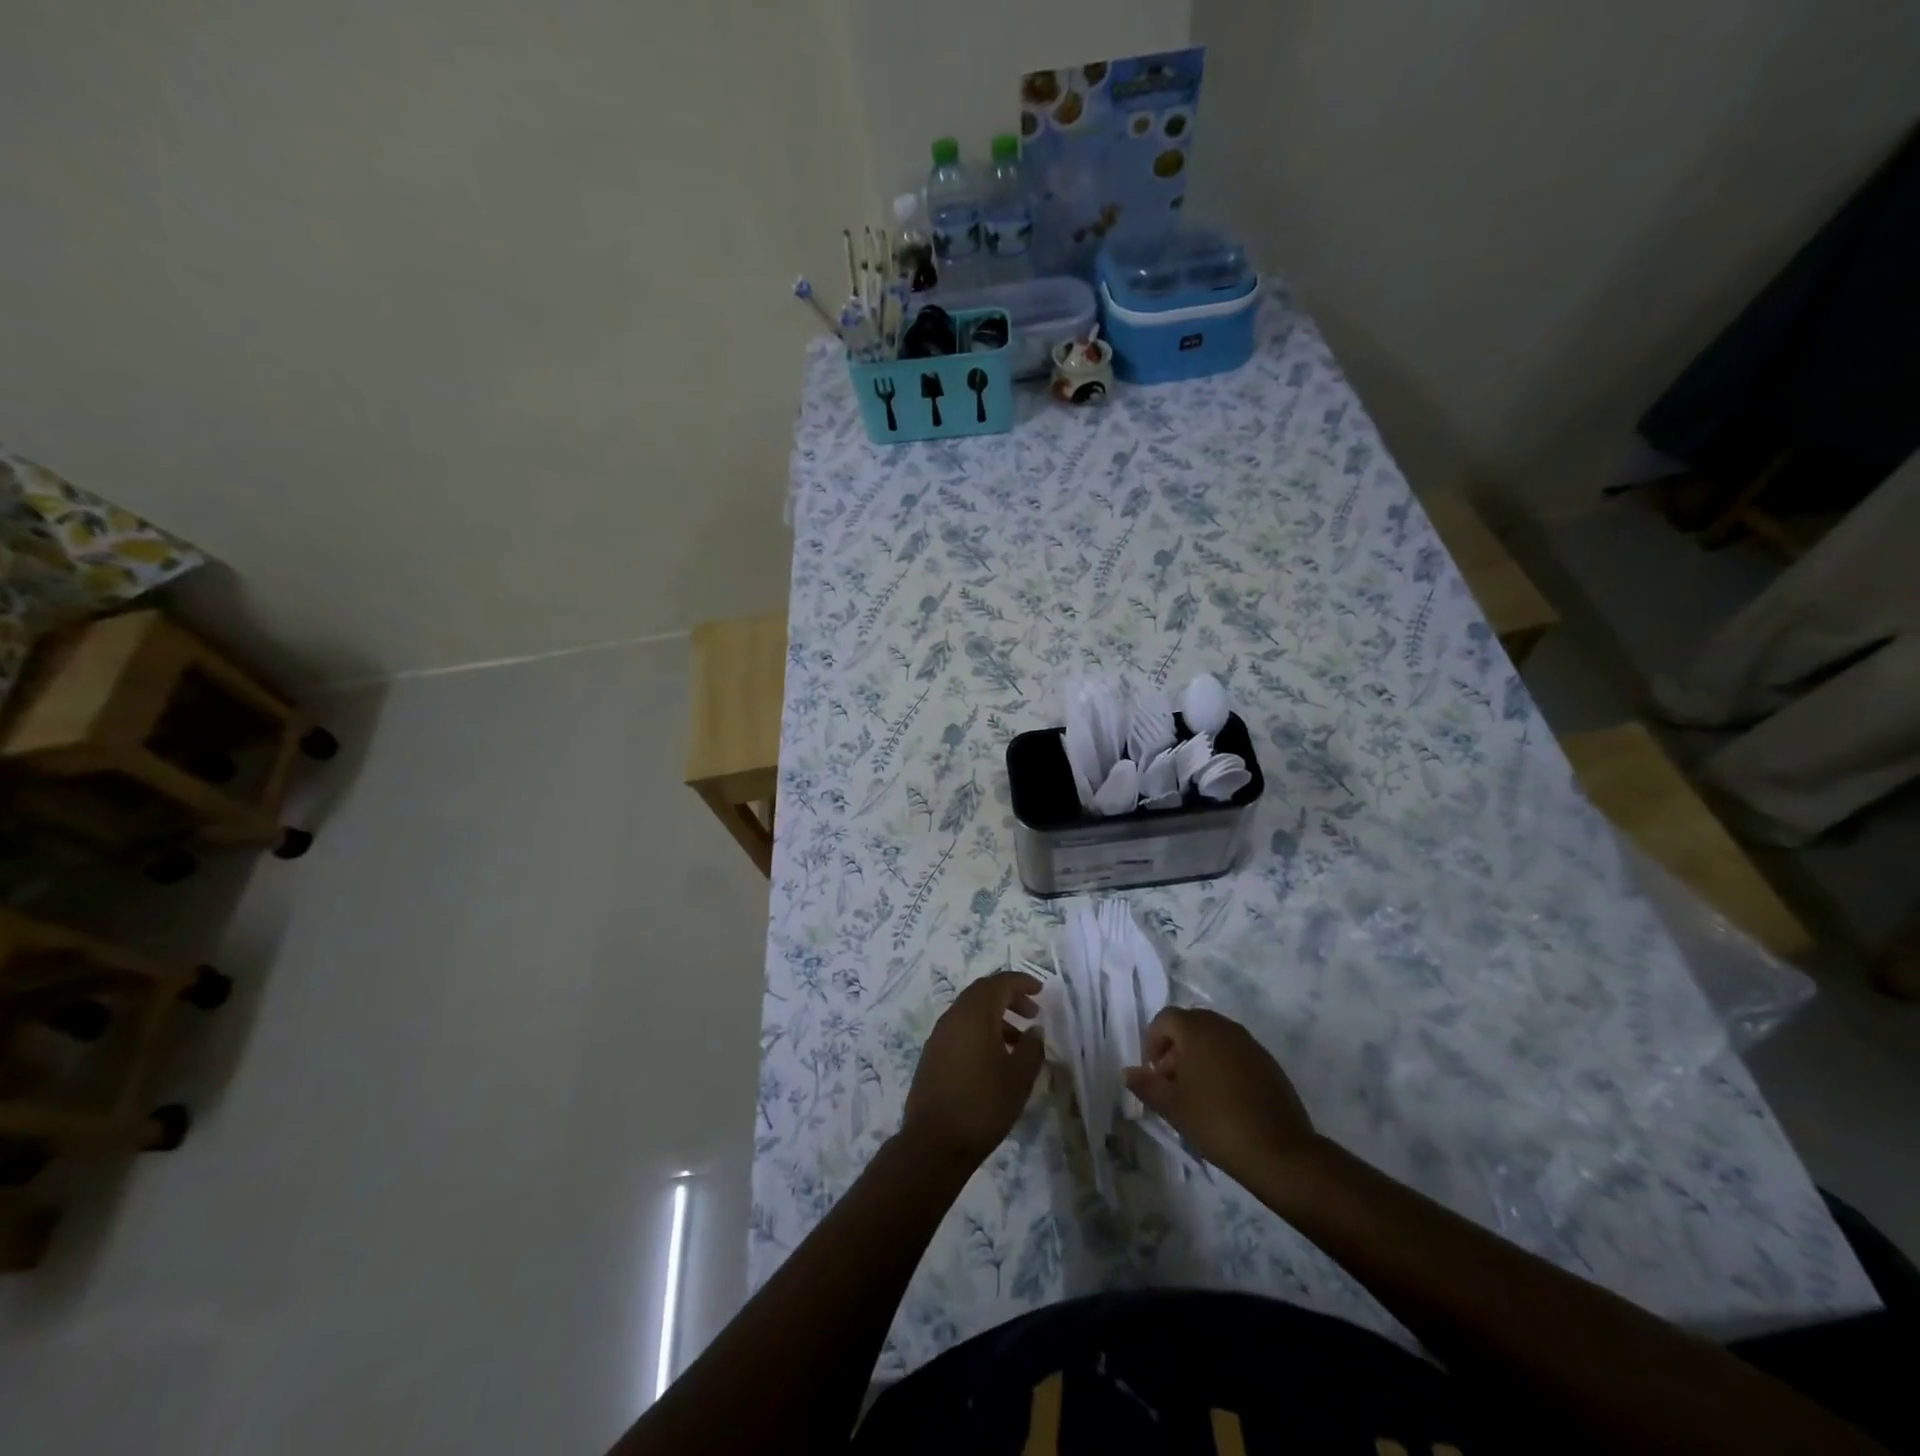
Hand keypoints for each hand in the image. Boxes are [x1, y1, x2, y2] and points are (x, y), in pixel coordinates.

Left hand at [901, 971, 1044, 1168]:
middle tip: (1032, 1012)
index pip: (999, 983)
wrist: (934, 1143)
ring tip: (1019, 1041)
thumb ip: (1031, 1048)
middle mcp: (953, 1017)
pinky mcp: (932, 1055)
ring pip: (971, 1012)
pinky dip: (981, 1031)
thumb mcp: (1018, 1078)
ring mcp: (939, 1036)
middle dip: (1009, 997)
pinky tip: (995, 1058)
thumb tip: (1034, 1030)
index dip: (1021, 982)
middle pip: (983, 993)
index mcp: (974, 1014)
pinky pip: (960, 1029)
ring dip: (996, 1016)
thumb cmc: (983, 1105)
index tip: (1041, 990)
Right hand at [1123, 1007, 1314, 1177]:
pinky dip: (1223, 1064)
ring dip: (1200, 1055)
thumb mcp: (1172, 1106)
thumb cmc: (1215, 1121)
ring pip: (1215, 1037)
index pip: (1165, 1018)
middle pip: (1190, 1024)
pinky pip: (1236, 1052)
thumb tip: (1128, 1071)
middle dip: (1176, 1046)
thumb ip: (1146, 1084)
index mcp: (1196, 1030)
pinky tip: (1225, 1098)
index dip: (1153, 1041)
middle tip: (1172, 1081)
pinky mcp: (1268, 1062)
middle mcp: (1223, 1027)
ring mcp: (1249, 1042)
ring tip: (1198, 1092)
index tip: (1154, 1072)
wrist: (1278, 1150)